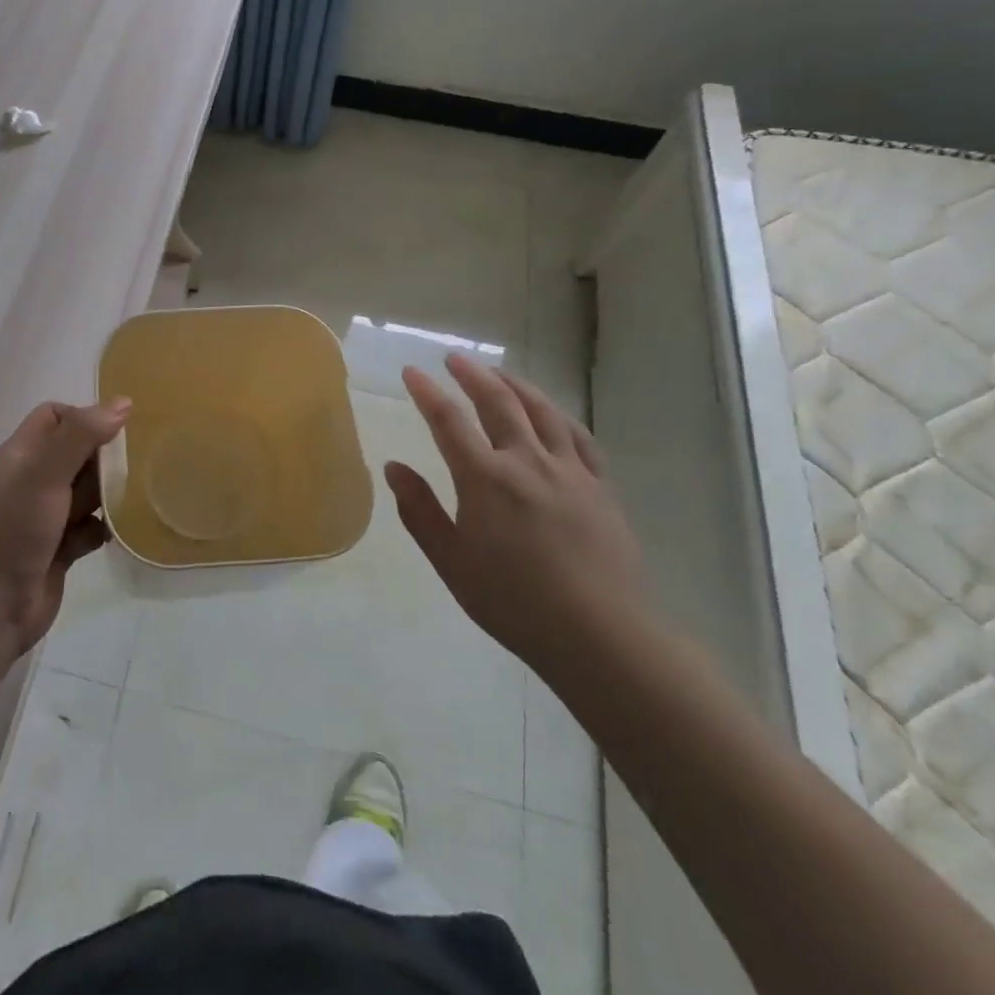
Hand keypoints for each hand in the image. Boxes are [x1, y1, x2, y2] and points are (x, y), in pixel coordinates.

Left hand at [0, 397, 131, 657]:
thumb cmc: (12, 530)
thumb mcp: (44, 474)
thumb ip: (81, 436)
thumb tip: (123, 402)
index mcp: (24, 454)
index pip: (56, 416)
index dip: (85, 417)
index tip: (115, 433)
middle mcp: (35, 480)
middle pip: (79, 453)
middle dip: (106, 457)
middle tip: (138, 465)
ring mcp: (48, 516)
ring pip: (89, 491)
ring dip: (111, 493)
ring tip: (140, 495)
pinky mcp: (61, 549)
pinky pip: (92, 528)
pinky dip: (106, 528)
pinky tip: (121, 532)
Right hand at [387, 354, 644, 665]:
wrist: (600, 635)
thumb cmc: (513, 602)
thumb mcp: (451, 561)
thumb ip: (420, 510)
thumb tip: (394, 467)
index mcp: (486, 479)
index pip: (449, 421)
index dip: (427, 393)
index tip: (412, 372)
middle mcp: (527, 462)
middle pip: (498, 403)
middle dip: (473, 375)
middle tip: (454, 359)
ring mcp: (569, 471)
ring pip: (542, 411)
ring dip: (516, 385)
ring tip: (498, 373)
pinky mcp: (600, 487)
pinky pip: (579, 438)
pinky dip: (559, 416)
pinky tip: (551, 414)